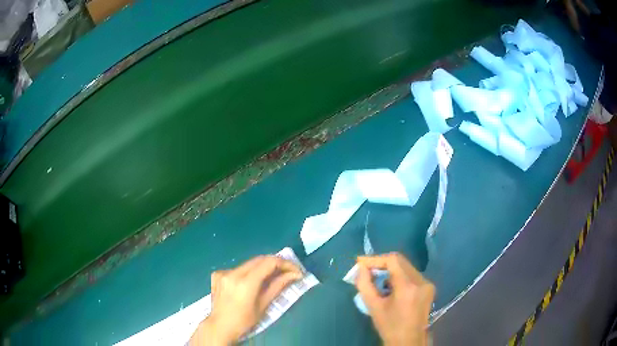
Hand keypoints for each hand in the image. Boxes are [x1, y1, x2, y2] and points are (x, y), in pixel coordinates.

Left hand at [190, 256, 302, 345]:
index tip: (296, 271)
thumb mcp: (263, 305)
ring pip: (248, 263)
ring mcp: (223, 272)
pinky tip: (248, 283)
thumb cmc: (244, 321)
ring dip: (262, 268)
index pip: (269, 263)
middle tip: (288, 271)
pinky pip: (237, 268)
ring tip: (271, 278)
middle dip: (275, 263)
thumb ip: (278, 286)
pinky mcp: (217, 274)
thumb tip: (294, 274)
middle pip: (259, 259)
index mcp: (245, 282)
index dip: (286, 264)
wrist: (220, 326)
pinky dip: (247, 273)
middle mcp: (233, 272)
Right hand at [355, 252, 434, 345]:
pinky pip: (412, 275)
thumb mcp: (373, 307)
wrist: (409, 340)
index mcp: (408, 287)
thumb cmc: (389, 326)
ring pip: (406, 267)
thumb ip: (364, 285)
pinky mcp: (430, 287)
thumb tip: (360, 268)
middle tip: (367, 270)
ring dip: (391, 270)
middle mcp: (421, 281)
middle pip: (400, 262)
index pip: (393, 260)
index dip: (375, 259)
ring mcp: (428, 284)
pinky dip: (399, 276)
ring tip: (377, 280)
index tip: (361, 263)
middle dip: (382, 264)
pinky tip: (391, 286)